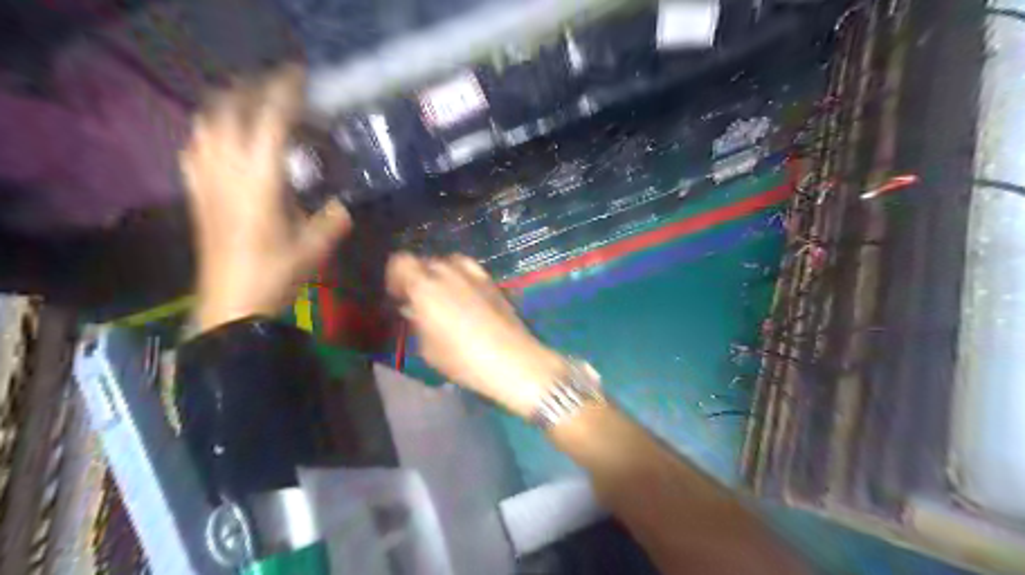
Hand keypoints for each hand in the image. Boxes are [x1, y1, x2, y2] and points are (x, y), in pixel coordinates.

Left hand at [185, 66, 356, 331]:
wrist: (230, 304)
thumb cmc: (276, 275)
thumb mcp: (316, 249)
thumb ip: (332, 221)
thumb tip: (344, 205)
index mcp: (261, 182)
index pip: (270, 122)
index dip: (284, 94)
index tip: (299, 76)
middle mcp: (228, 172)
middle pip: (230, 111)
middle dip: (252, 90)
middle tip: (278, 87)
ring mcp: (206, 181)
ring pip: (206, 125)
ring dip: (227, 106)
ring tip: (250, 106)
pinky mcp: (197, 194)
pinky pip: (196, 149)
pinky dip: (209, 133)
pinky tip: (222, 141)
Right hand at [385, 251, 562, 417]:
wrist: (514, 361)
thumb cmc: (464, 360)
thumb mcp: (429, 349)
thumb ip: (417, 322)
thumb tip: (414, 309)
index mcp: (425, 287)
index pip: (401, 262)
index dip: (396, 276)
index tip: (399, 295)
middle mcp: (448, 273)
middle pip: (425, 261)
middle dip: (418, 277)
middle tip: (419, 300)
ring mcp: (473, 274)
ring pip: (448, 262)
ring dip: (440, 274)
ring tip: (442, 296)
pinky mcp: (492, 281)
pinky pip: (469, 269)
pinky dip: (461, 276)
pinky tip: (465, 296)